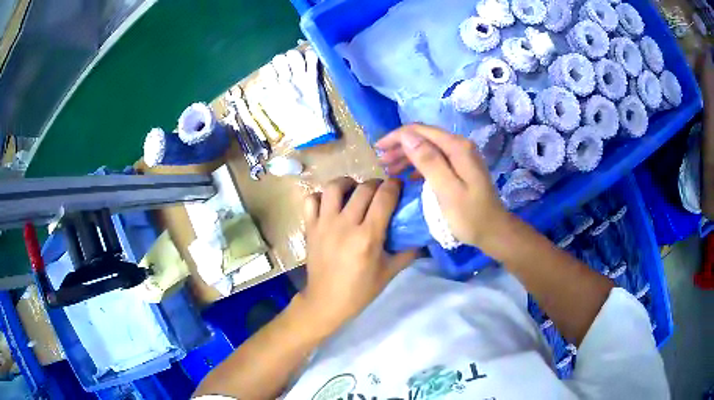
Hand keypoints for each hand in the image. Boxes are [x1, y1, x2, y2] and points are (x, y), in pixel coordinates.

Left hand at [299, 177, 417, 334]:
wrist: (326, 301)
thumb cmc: (360, 290)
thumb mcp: (389, 272)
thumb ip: (408, 251)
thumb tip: (422, 235)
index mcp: (367, 237)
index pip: (384, 198)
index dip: (394, 186)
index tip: (399, 186)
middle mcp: (345, 225)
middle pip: (363, 188)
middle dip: (376, 184)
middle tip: (381, 192)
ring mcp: (324, 224)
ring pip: (334, 187)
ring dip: (348, 183)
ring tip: (354, 191)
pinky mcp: (310, 227)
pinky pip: (311, 200)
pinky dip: (321, 197)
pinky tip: (331, 205)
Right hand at [376, 124, 509, 247]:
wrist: (493, 232)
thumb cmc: (470, 216)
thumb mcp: (447, 190)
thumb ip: (428, 161)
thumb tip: (407, 136)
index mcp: (457, 148)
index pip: (420, 131)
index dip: (397, 137)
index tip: (377, 149)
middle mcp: (460, 146)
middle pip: (424, 137)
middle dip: (400, 146)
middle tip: (381, 161)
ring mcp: (461, 157)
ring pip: (428, 148)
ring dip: (407, 155)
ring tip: (389, 168)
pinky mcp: (460, 168)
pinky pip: (435, 160)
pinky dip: (418, 165)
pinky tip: (408, 176)